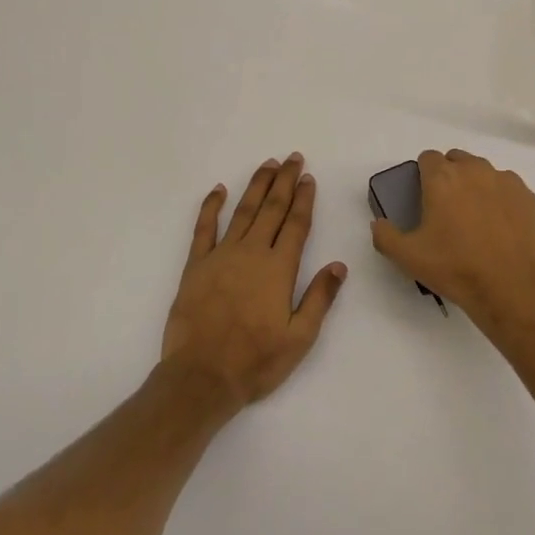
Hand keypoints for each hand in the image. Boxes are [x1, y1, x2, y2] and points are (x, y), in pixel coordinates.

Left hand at [161, 154, 347, 409]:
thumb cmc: (255, 361)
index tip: (309, 177)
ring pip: (243, 211)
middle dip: (284, 181)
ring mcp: (221, 255)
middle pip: (272, 208)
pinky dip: (211, 206)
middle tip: (293, 158)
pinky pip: (204, 228)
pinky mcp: (196, 265)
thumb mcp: (300, 337)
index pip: (296, 224)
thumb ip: (320, 298)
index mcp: (279, 268)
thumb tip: (339, 265)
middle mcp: (252, 252)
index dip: (304, 198)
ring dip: (257, 186)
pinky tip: (218, 190)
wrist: (201, 377)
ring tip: (268, 164)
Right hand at [370, 149, 534, 335]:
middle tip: (447, 208)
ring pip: (484, 171)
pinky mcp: (527, 196)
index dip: (423, 174)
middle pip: (456, 159)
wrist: (511, 288)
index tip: (424, 196)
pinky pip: (508, 188)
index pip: (428, 157)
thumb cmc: (455, 268)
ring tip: (475, 218)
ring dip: (476, 185)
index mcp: (442, 178)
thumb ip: (385, 235)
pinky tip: (500, 226)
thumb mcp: (408, 257)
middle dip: (449, 175)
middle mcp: (474, 170)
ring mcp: (504, 180)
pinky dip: (501, 199)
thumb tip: (378, 223)